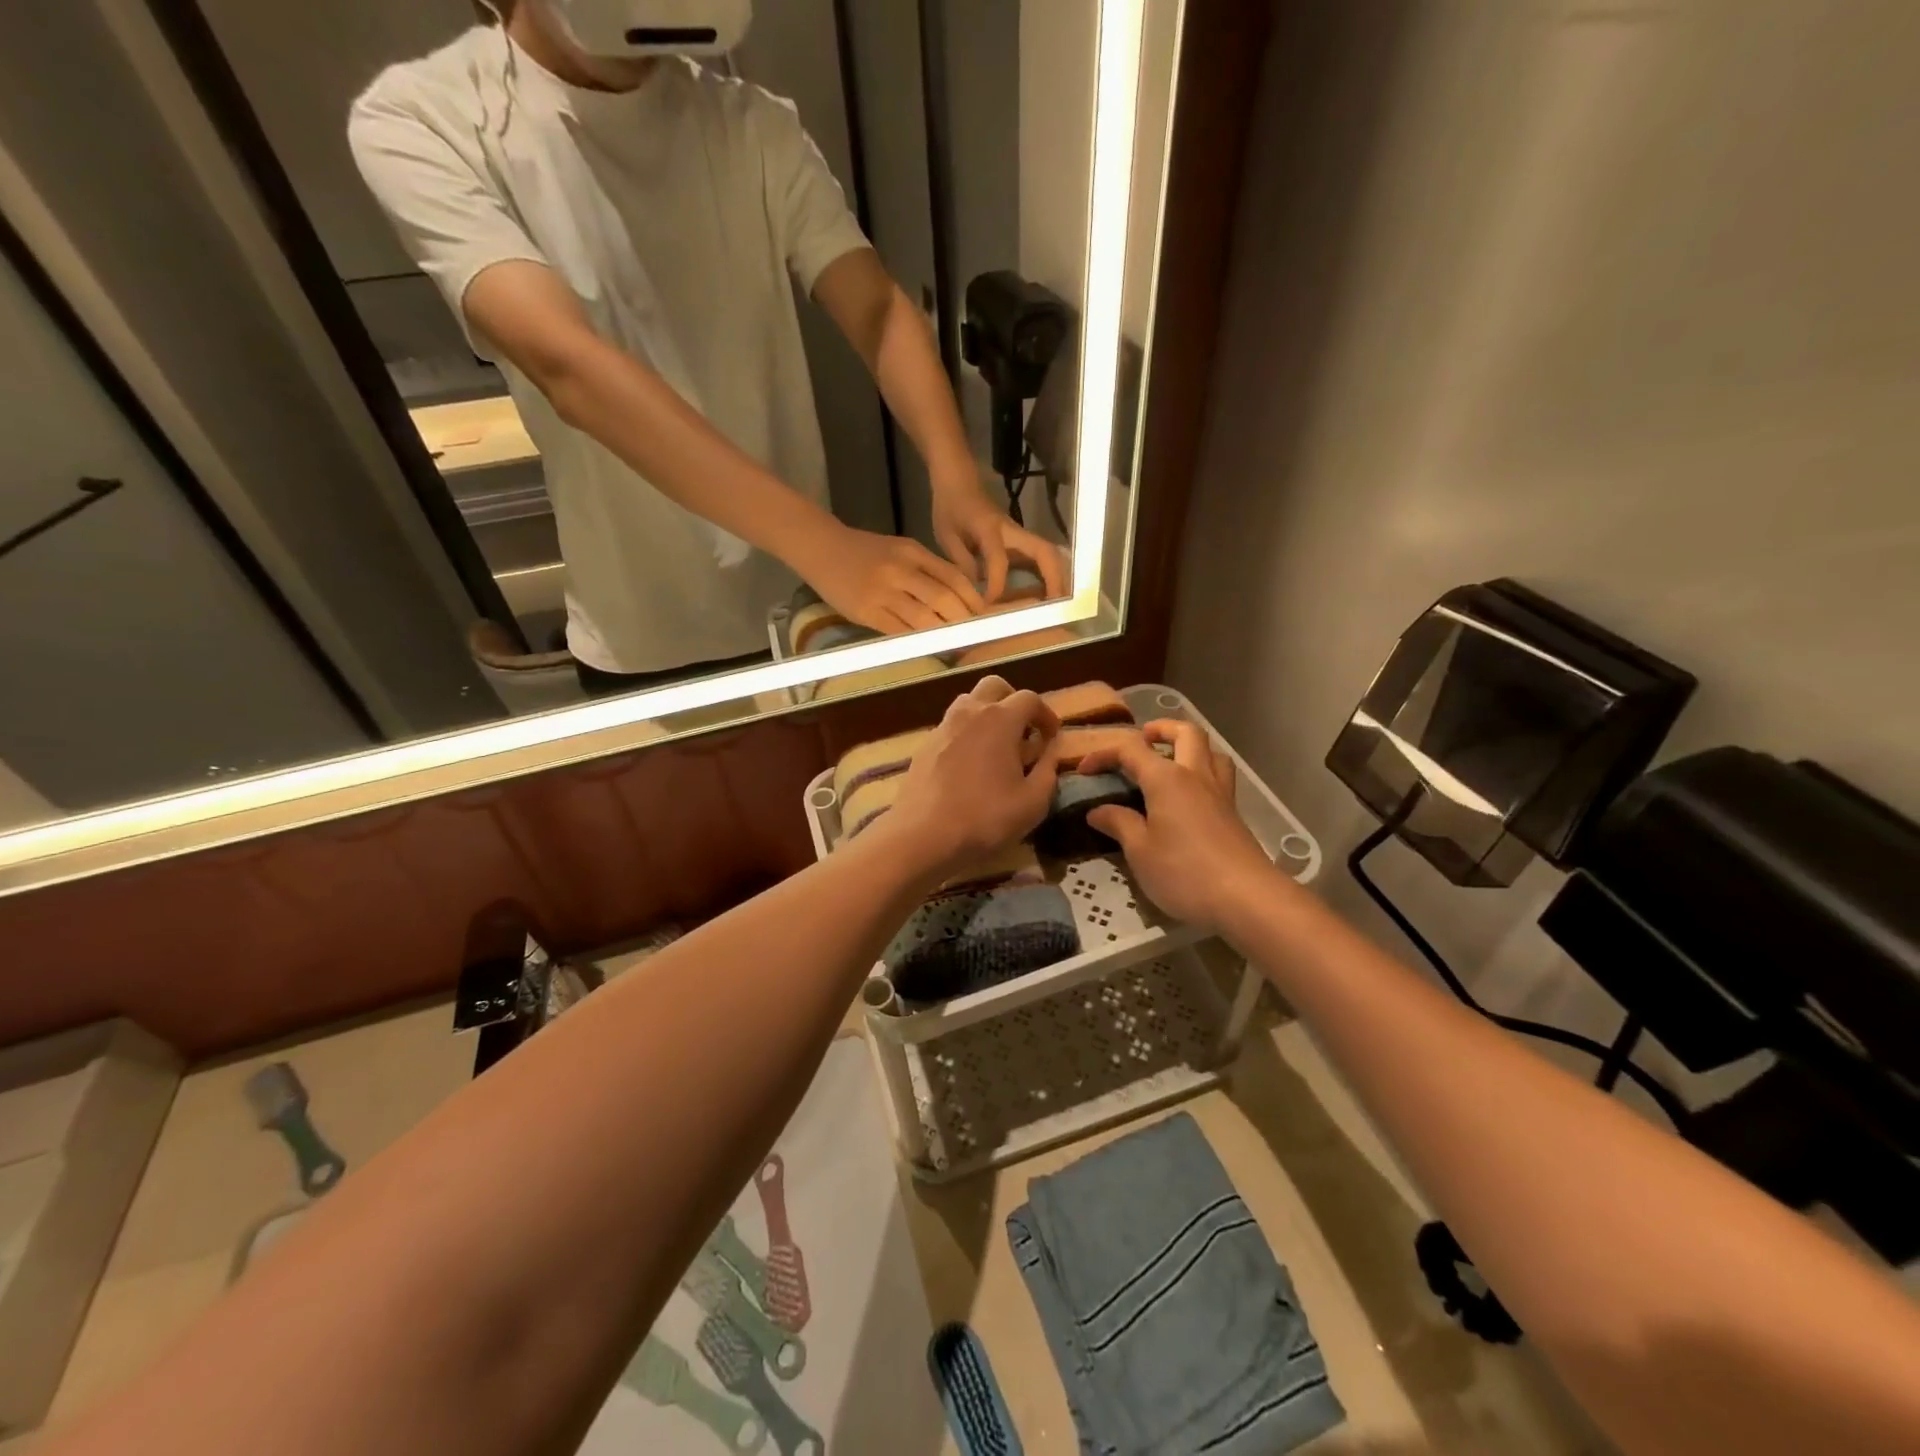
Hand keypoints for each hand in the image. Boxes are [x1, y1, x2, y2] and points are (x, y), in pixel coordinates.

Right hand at [800, 524, 985, 633]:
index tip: (984, 616)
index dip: (973, 599)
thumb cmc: (864, 551)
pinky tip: (927, 646)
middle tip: (973, 635)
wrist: (821, 549)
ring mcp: (883, 592)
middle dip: (963, 620)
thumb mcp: (900, 550)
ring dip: (943, 635)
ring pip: (924, 618)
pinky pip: (899, 631)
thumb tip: (957, 599)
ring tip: (955, 645)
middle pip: (944, 599)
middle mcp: (901, 570)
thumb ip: (927, 570)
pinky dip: (917, 641)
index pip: (954, 577)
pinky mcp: (867, 612)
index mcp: (913, 552)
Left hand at [879, 677, 1062, 882]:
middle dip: (1013, 701)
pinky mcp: (924, 746)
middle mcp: (969, 712)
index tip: (1051, 736)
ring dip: (986, 715)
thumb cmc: (985, 817)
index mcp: (1000, 719)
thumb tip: (1050, 752)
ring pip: (968, 704)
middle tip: (1023, 731)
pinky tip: (970, 766)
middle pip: (994, 687)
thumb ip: (1048, 771)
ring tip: (996, 747)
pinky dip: (966, 735)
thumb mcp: (1033, 802)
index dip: (1045, 714)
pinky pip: (951, 727)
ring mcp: (942, 727)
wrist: (923, 835)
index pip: (1030, 699)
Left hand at [931, 473, 1068, 603]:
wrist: (960, 482)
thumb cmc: (951, 508)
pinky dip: (1049, 576)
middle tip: (1054, 606)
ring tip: (1057, 604)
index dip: (997, 584)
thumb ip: (962, 562)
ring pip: (1049, 555)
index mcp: (989, 528)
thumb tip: (979, 590)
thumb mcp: (947, 536)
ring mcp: (1021, 535)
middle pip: (1044, 552)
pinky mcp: (1022, 541)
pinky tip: (1047, 596)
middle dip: (1053, 579)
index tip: (989, 603)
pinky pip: (1042, 559)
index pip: (999, 559)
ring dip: (1057, 578)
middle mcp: (1012, 530)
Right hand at [1074, 721, 1276, 933]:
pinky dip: (1201, 773)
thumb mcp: (1140, 851)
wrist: (1246, 898)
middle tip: (1143, 739)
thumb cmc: (1184, 872)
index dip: (1104, 754)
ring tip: (1170, 763)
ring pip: (1210, 751)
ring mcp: (1220, 793)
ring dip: (1189, 747)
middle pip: (1185, 732)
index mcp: (1166, 779)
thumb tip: (1097, 811)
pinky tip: (1187, 798)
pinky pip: (1218, 776)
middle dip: (1161, 729)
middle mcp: (1195, 775)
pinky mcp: (1233, 814)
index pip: (1131, 750)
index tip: (1083, 770)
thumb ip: (1118, 824)